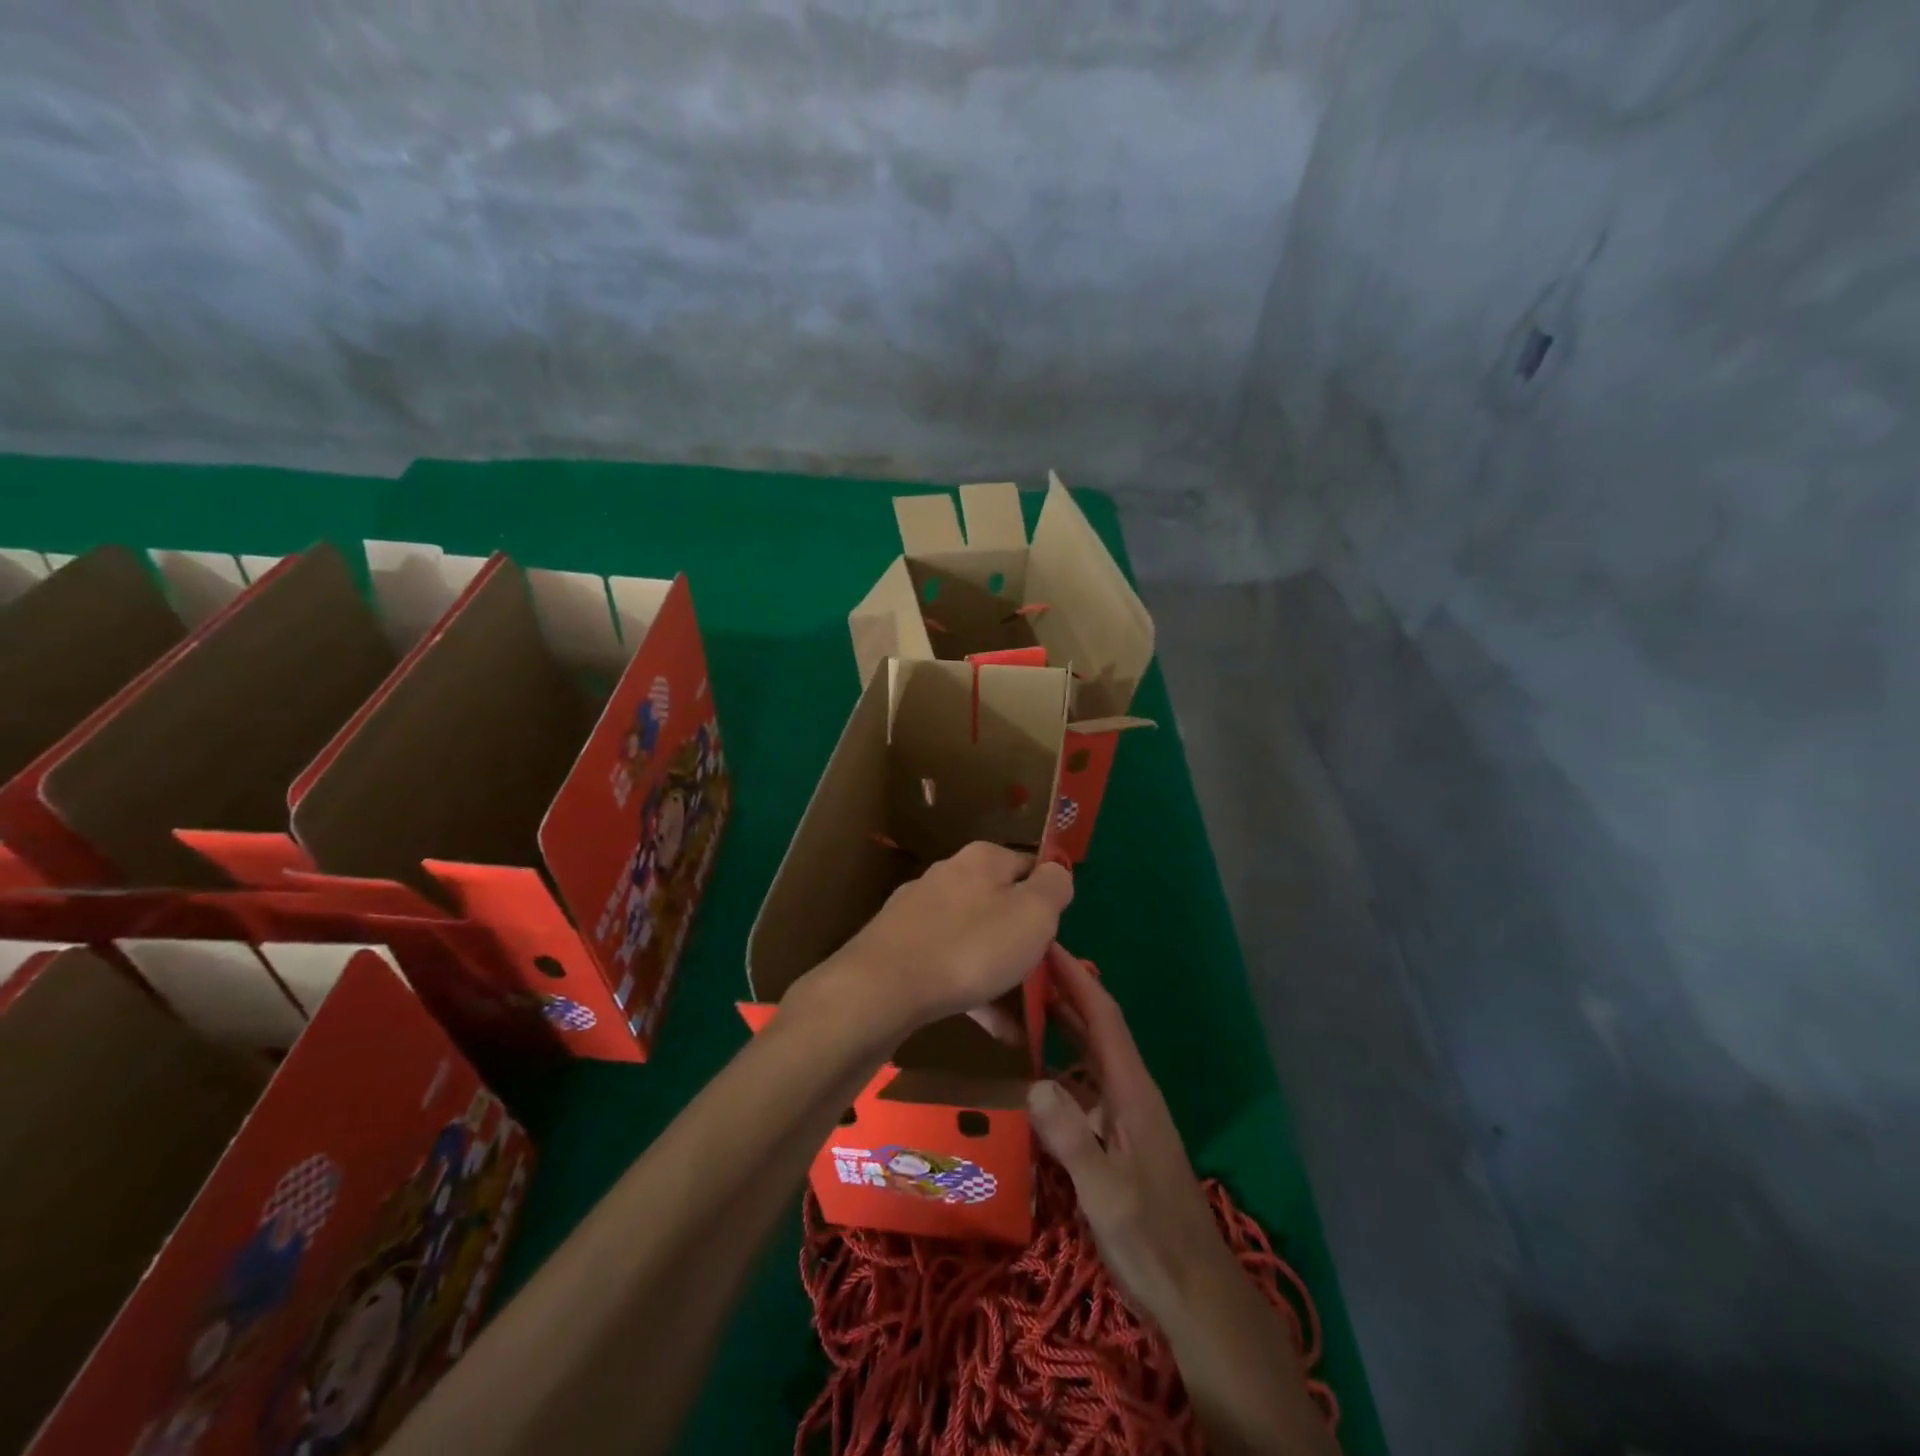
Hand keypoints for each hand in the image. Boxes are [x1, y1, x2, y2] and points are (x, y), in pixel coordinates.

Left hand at [823, 842, 1073, 1036]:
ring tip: (1024, 1018)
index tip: (1058, 936)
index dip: (1050, 900)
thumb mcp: (1033, 914)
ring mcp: (920, 911)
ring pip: (975, 939)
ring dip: (1001, 974)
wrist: (883, 988)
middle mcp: (949, 874)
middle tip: (1042, 978)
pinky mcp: (901, 946)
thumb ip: (1054, 887)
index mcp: (983, 858)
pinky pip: (950, 965)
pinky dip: (974, 992)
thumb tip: (1057, 871)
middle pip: (1000, 903)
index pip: (1030, 866)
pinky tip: (993, 1028)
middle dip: (1022, 940)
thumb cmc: (972, 946)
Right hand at [1029, 947, 1335, 1455]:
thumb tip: (1033, 1082)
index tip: (1046, 942)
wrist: (1195, 1292)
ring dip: (1062, 1021)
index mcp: (1132, 1090)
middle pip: (1097, 1025)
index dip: (1075, 977)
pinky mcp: (1120, 1135)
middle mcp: (1131, 1090)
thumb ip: (1072, 1140)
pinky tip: (1035, 1070)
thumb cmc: (1152, 1239)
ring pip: (1091, 1052)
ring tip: (1022, 1003)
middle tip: (1021, 963)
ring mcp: (1127, 1113)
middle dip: (1065, 989)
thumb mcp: (1106, 1193)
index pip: (1103, 1017)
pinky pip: (1086, 1082)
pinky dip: (1062, 1061)